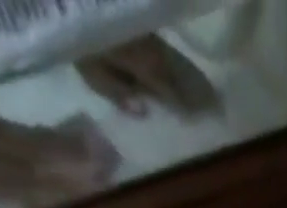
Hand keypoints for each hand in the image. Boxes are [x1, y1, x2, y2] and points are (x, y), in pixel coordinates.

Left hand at [76, 35, 222, 117]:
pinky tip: (180, 67)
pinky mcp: (139, 21)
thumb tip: (144, 110)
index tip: (202, 116)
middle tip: (215, 104)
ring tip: (206, 89)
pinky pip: (161, 44)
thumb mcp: (91, 68)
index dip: (184, 102)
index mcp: (140, 60)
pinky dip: (173, 58)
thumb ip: (118, 90)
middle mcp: (149, 43)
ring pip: (171, 55)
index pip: (168, 86)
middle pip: (175, 69)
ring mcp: (145, 29)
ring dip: (188, 72)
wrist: (70, 0)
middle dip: (194, 87)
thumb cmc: (77, 32)